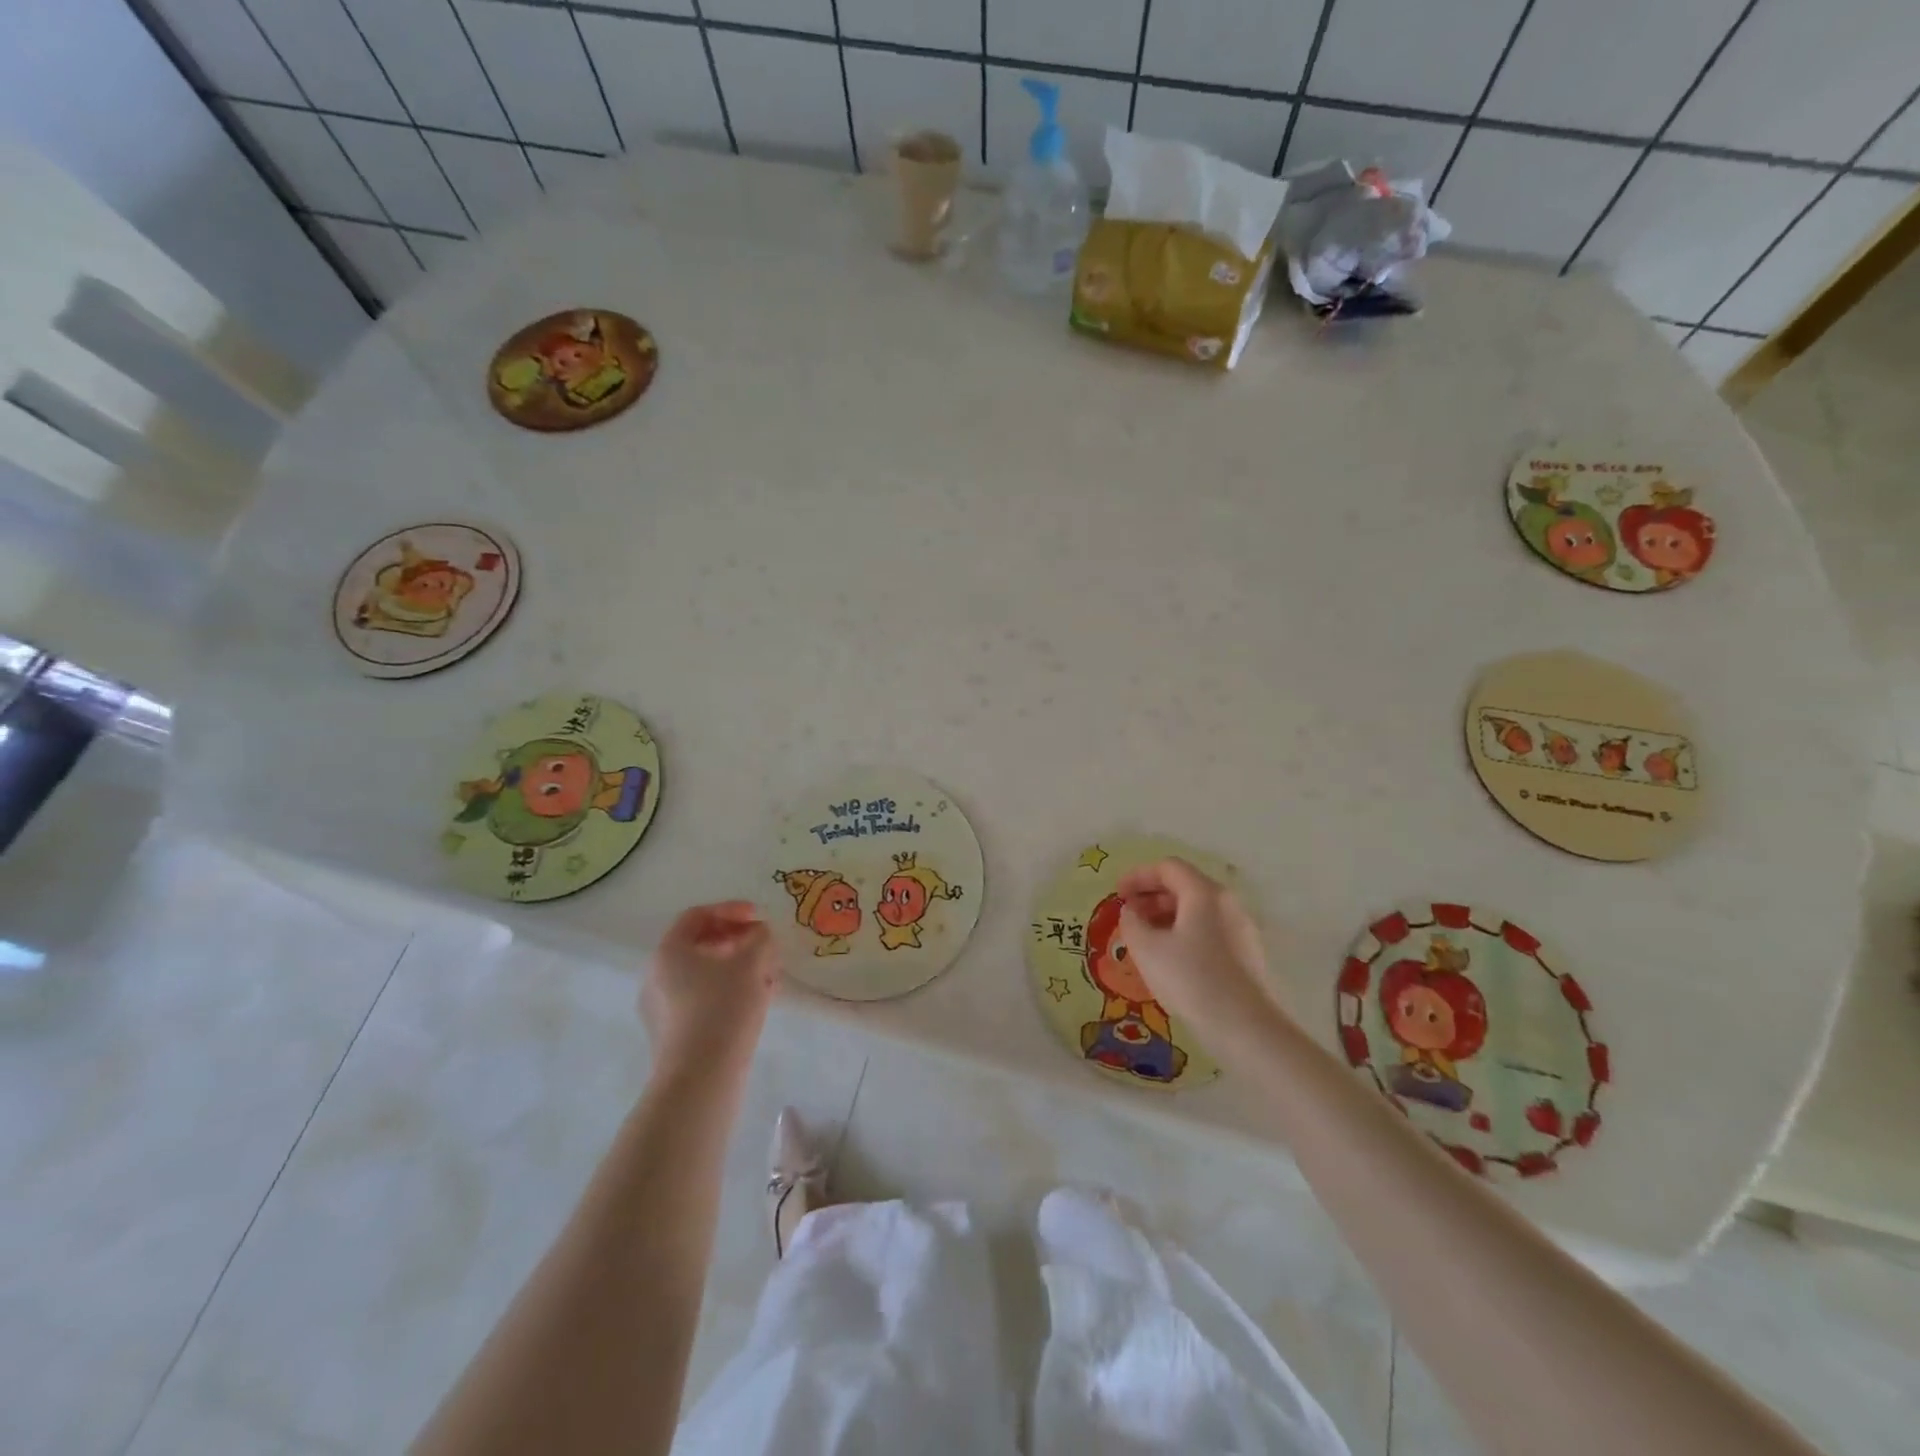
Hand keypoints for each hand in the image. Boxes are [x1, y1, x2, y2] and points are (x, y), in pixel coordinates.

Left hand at [642, 901, 781, 1075]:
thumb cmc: (723, 1009)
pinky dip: (728, 993)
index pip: (697, 916)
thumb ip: (760, 938)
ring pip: (704, 976)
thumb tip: (760, 935)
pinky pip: (702, 1001)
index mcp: (668, 952)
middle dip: (738, 942)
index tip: (759, 917)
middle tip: (765, 948)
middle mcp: (656, 976)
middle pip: (700, 946)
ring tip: (769, 979)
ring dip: (738, 969)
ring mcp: (661, 1009)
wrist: (700, 1079)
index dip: (731, 910)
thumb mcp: (752, 963)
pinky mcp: (672, 1036)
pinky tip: (757, 1004)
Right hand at [1117, 858, 1287, 1052]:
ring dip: (1167, 916)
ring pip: (1198, 910)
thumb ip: (1131, 922)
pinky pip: (1209, 930)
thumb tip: (1131, 911)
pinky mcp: (1247, 953)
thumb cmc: (1191, 979)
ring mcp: (1241, 928)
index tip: (1118, 895)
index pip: (1168, 868)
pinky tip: (1171, 959)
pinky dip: (1185, 932)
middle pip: (1185, 886)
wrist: (1245, 1028)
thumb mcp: (1147, 949)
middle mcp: (1227, 903)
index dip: (1138, 876)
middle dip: (1152, 896)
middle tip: (1129, 916)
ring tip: (1146, 940)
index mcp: (1204, 893)